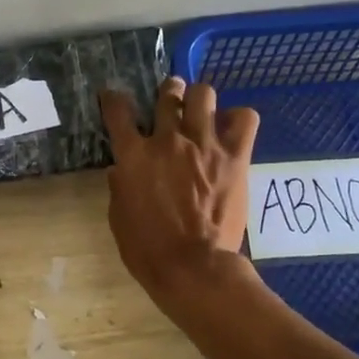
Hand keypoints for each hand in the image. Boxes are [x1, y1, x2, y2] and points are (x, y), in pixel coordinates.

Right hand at [100, 77, 258, 302]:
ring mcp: (204, 144)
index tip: (113, 97)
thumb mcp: (119, 217)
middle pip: (168, 94)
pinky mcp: (236, 156)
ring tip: (201, 110)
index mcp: (133, 155)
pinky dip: (238, 119)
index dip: (113, 100)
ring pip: (204, 95)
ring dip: (199, 99)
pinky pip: (245, 119)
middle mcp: (167, 140)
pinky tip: (231, 130)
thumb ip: (119, 187)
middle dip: (167, 92)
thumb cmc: (147, 248)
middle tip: (170, 100)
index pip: (117, 111)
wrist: (192, 266)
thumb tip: (121, 170)